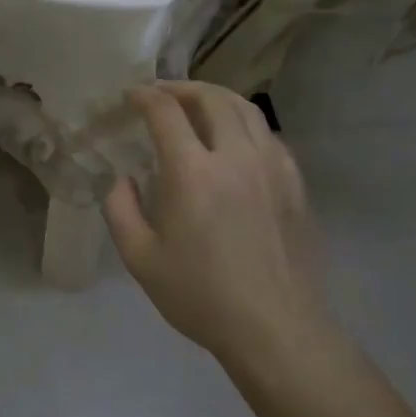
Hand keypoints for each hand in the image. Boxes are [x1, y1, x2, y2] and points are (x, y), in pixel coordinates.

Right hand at [103, 81, 326, 364]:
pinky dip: (244, 123)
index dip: (145, 96)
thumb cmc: (201, 296)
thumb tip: (122, 178)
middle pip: (211, 98)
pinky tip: (234, 139)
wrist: (275, 328)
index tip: (131, 96)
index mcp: (194, 173)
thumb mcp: (140, 258)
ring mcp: (272, 167)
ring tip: (197, 103)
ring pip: (246, 109)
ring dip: (216, 97)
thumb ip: (120, 209)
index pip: (167, 112)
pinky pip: (268, 134)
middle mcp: (236, 157)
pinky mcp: (295, 183)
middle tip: (161, 93)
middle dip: (181, 88)